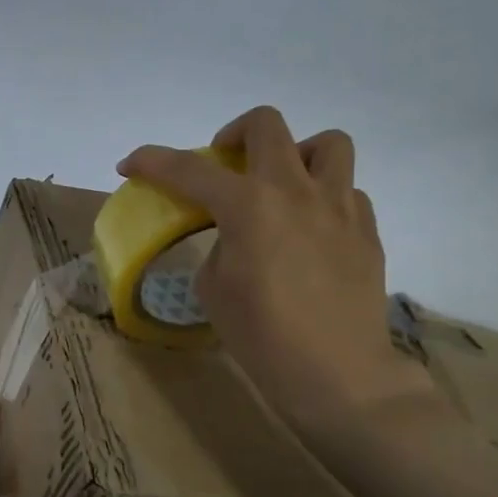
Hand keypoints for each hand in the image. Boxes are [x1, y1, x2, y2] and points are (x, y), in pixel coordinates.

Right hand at [118, 106, 439, 433]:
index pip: (188, 169)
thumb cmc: (261, 335)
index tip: (130, 164)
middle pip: (265, 124)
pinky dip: (322, 198)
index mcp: (248, 206)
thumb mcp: (214, 288)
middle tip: (222, 164)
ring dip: (295, 154)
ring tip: (281, 187)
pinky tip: (310, 232)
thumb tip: (238, 235)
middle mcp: (295, 190)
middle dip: (233, 133)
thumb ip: (219, 246)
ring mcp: (340, 205)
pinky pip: (347, 190)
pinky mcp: (366, 229)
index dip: (152, 161)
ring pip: (325, 143)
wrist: (335, 372)